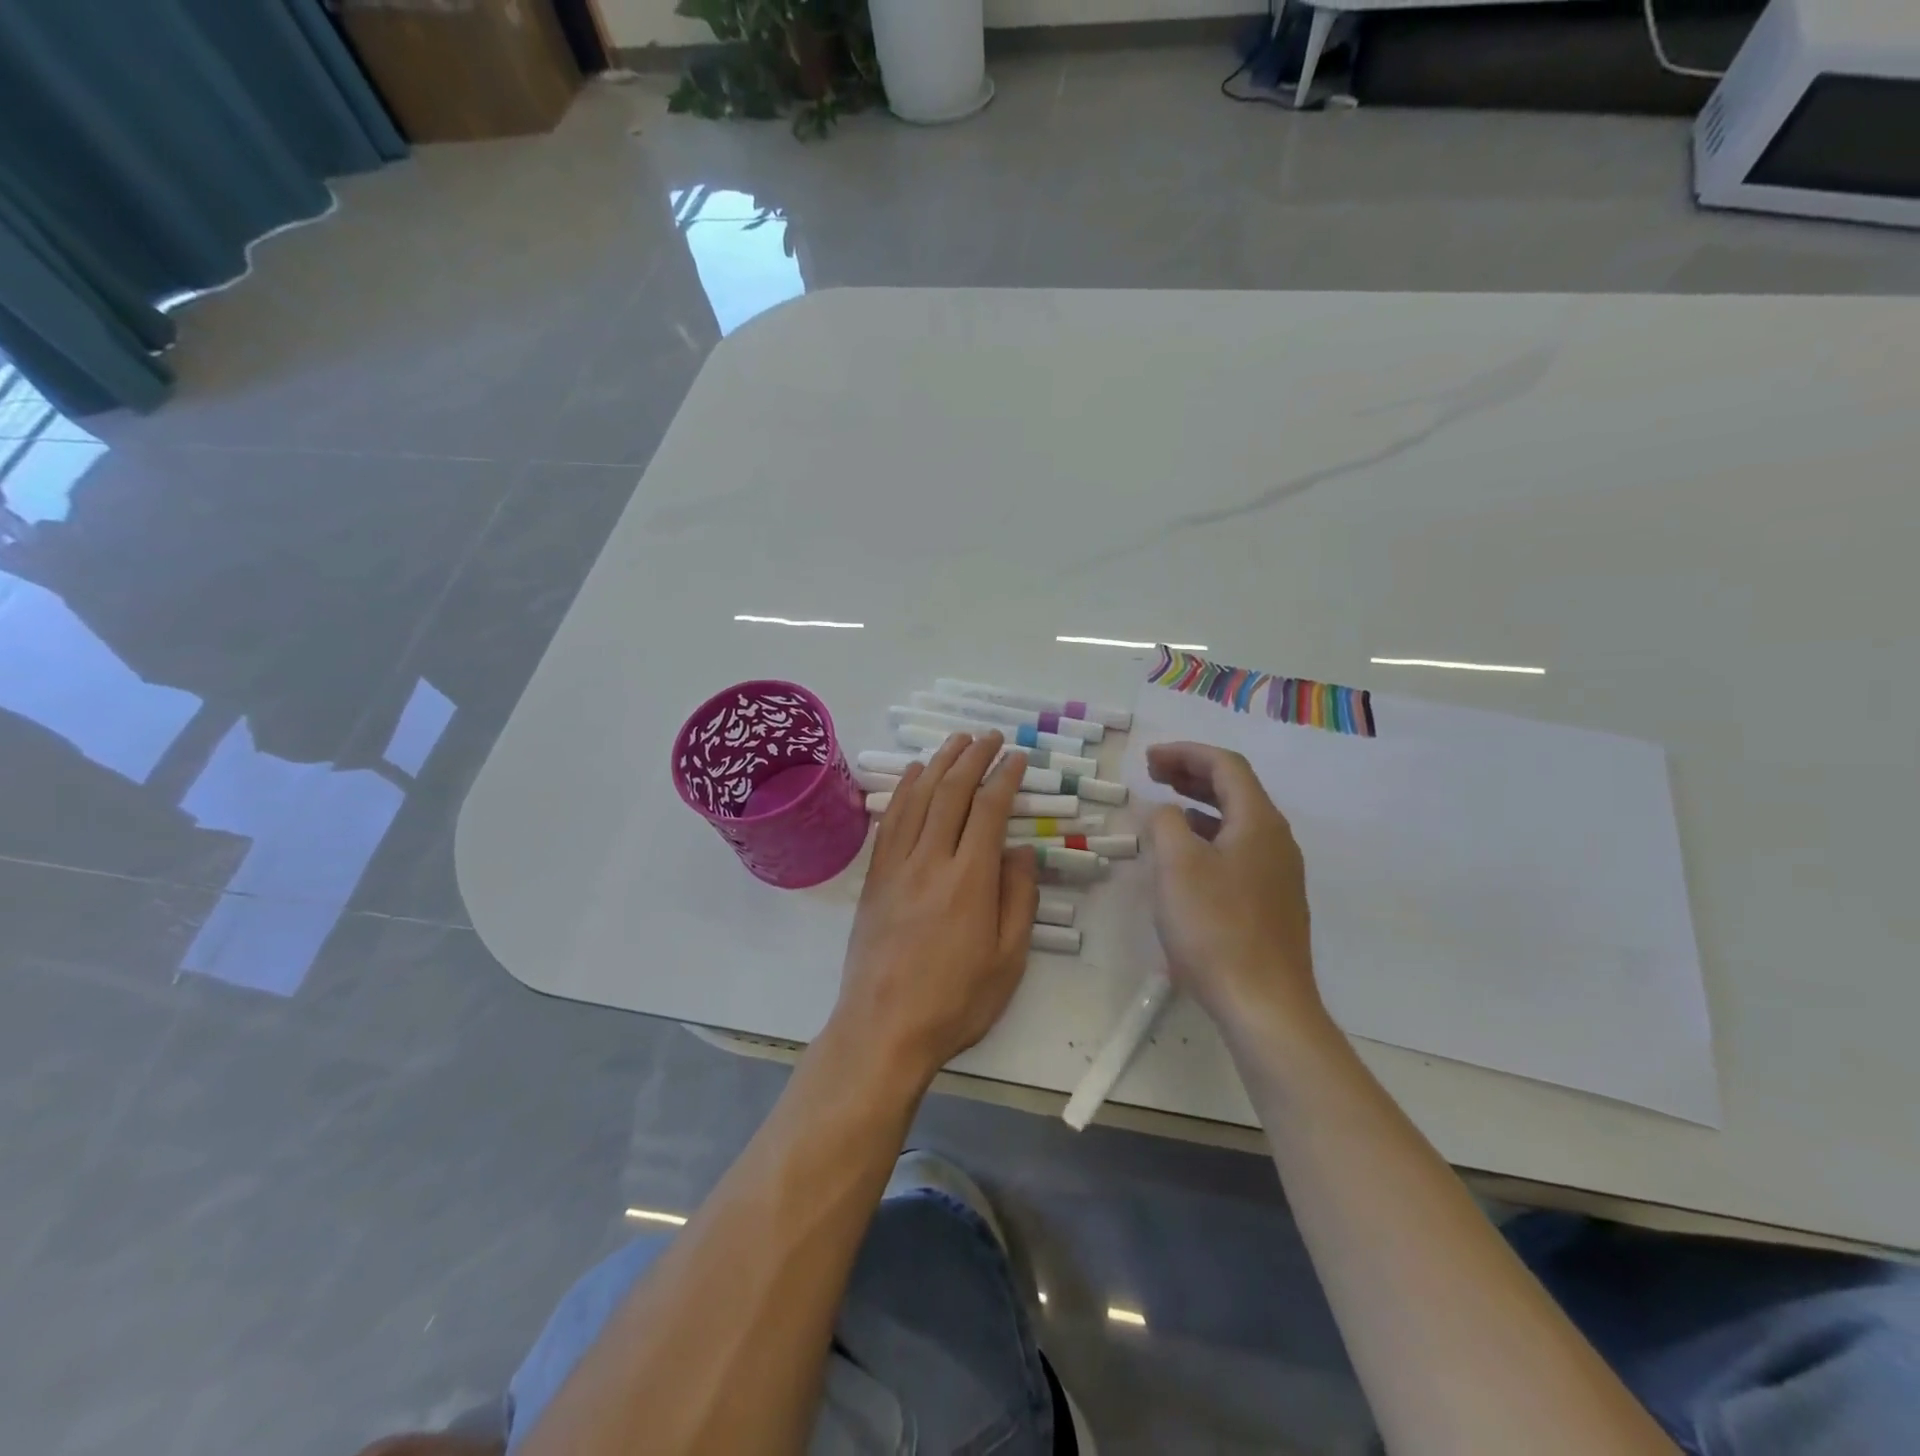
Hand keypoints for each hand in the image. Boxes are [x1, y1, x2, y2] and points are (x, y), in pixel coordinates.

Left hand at [832, 732, 1039, 1084]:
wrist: (883, 1029)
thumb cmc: (956, 1001)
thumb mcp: (1009, 960)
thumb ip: (1019, 899)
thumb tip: (1022, 850)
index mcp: (971, 880)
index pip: (989, 810)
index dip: (1005, 777)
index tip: (1017, 757)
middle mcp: (931, 860)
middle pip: (952, 793)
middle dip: (973, 758)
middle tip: (989, 737)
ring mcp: (897, 866)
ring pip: (919, 799)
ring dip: (939, 764)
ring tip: (955, 741)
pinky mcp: (875, 878)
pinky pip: (890, 821)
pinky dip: (904, 791)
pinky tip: (913, 776)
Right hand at [1145, 742, 1331, 1042]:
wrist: (1264, 1004)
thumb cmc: (1216, 927)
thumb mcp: (1177, 866)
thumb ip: (1166, 824)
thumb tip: (1165, 812)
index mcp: (1258, 822)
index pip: (1226, 766)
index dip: (1186, 753)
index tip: (1148, 758)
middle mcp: (1276, 840)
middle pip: (1235, 789)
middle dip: (1192, 774)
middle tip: (1153, 773)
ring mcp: (1279, 873)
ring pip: (1237, 820)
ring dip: (1200, 804)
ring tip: (1165, 806)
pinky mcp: (1272, 902)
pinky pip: (1239, 848)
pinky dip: (1209, 836)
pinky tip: (1186, 856)